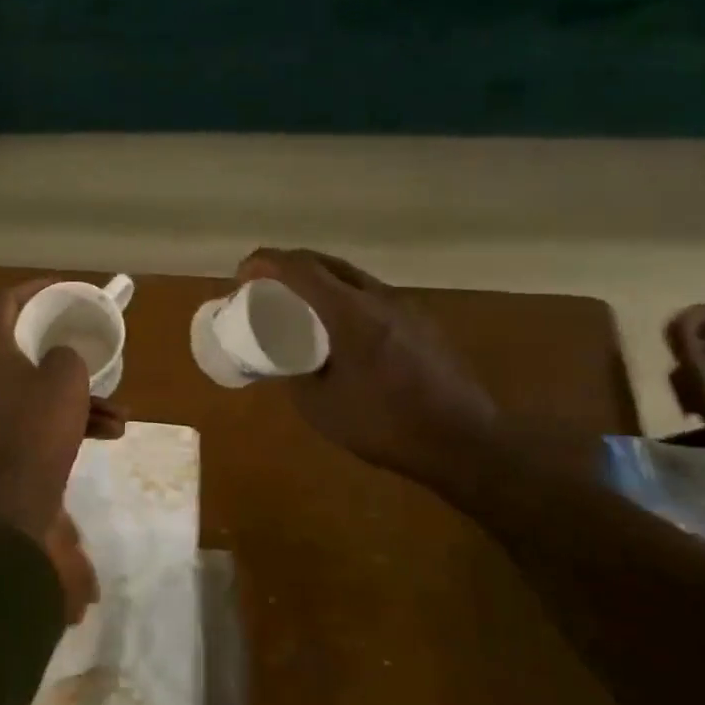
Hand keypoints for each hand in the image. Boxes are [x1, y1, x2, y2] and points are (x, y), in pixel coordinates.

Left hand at [0, 279, 124, 614]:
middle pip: (27, 349)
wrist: (20, 499)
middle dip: (68, 354)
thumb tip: (61, 362)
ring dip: (81, 397)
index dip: (36, 289)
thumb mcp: (66, 378)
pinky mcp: (7, 441)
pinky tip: (109, 433)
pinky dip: (72, 420)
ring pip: (41, 390)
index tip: (64, 288)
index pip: (6, 304)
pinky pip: (41, 418)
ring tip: (120, 413)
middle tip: (90, 348)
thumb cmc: (40, 427)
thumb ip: (66, 356)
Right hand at [238, 249, 499, 490]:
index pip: (300, 269)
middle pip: (326, 263)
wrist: (463, 442)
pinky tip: (338, 329)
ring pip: (351, 277)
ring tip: (297, 305)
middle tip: (264, 285)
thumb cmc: (385, 424)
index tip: (242, 274)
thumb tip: (281, 360)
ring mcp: (406, 307)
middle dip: (289, 266)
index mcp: (350, 313)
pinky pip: (371, 296)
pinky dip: (343, 298)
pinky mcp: (421, 322)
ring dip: (318, 281)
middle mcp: (379, 298)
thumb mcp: (320, 406)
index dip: (265, 263)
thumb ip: (295, 374)